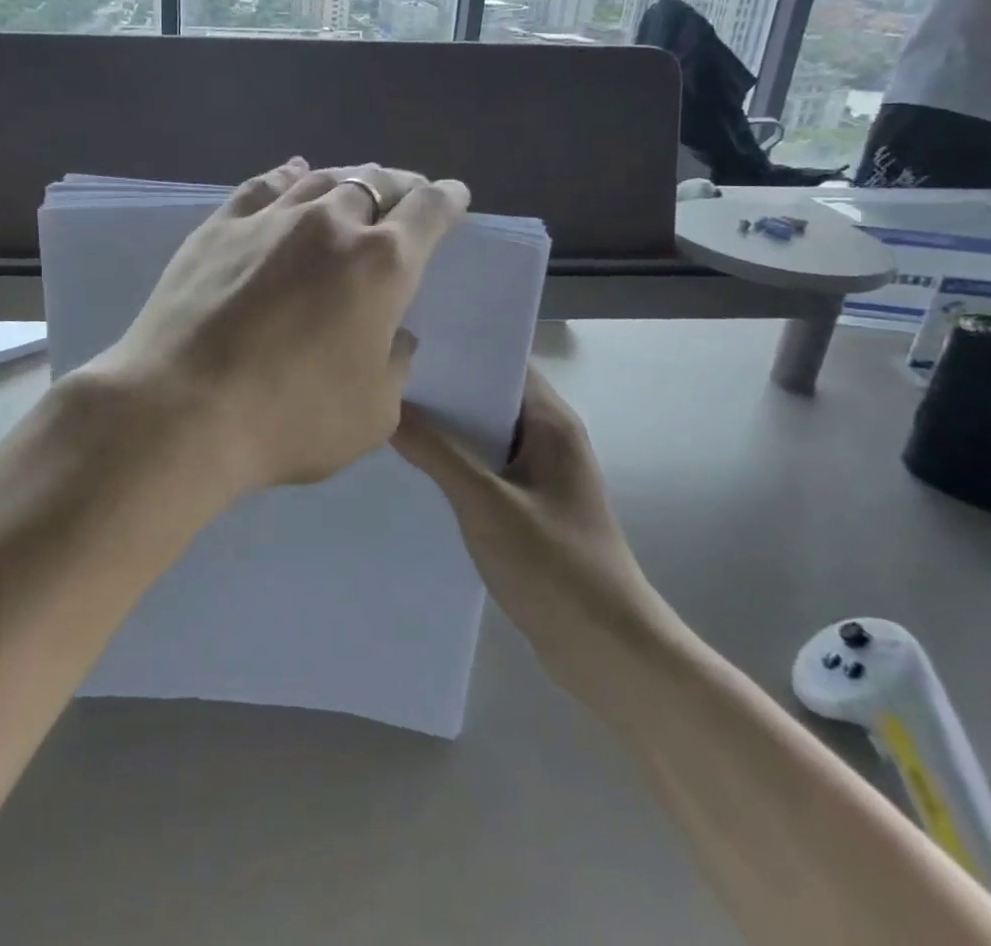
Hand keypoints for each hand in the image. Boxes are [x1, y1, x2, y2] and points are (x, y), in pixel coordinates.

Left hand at [91, 158, 469, 491]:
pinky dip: (288, 176)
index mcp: (381, 264)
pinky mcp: (219, 226)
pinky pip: (264, 186)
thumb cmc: (290, 419)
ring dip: (349, 178)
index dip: (447, 200)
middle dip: (401, 186)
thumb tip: (391, 335)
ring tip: (358, 183)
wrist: (181, 409)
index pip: (428, 212)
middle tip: (407, 193)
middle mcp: (330, 223)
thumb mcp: (373, 414)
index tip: (454, 195)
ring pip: (322, 179)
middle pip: (376, 183)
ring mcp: (270, 218)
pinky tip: (293, 173)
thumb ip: (394, 365)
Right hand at [394, 368, 674, 696]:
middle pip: (489, 397)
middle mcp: (548, 438)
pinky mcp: (528, 506)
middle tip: (382, 375)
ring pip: (483, 434)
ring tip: (386, 411)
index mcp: (551, 423)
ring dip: (444, 427)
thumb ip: (437, 452)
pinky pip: (483, 467)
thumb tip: (388, 404)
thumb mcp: (486, 504)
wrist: (608, 652)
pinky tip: (412, 465)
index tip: (407, 338)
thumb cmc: (554, 566)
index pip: (502, 363)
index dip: (459, 348)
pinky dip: (453, 461)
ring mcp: (539, 474)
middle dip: (442, 388)